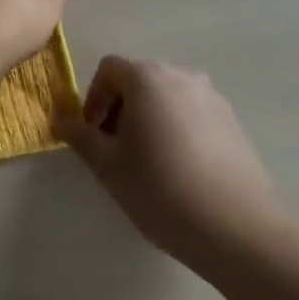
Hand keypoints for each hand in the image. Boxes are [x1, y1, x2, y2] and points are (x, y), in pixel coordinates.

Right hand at [53, 56, 283, 266]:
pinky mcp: (234, 122)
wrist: (239, 230)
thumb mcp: (108, 166)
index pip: (108, 69)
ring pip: (167, 98)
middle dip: (121, 108)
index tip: (94, 135)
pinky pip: (193, 114)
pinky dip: (178, 130)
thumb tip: (59, 119)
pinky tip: (182, 171)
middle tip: (116, 150)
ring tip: (150, 162)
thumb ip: (80, 136)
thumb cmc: (162, 190)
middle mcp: (180, 75)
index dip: (93, 98)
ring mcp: (212, 97)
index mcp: (146, 77)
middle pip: (139, 80)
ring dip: (150, 119)